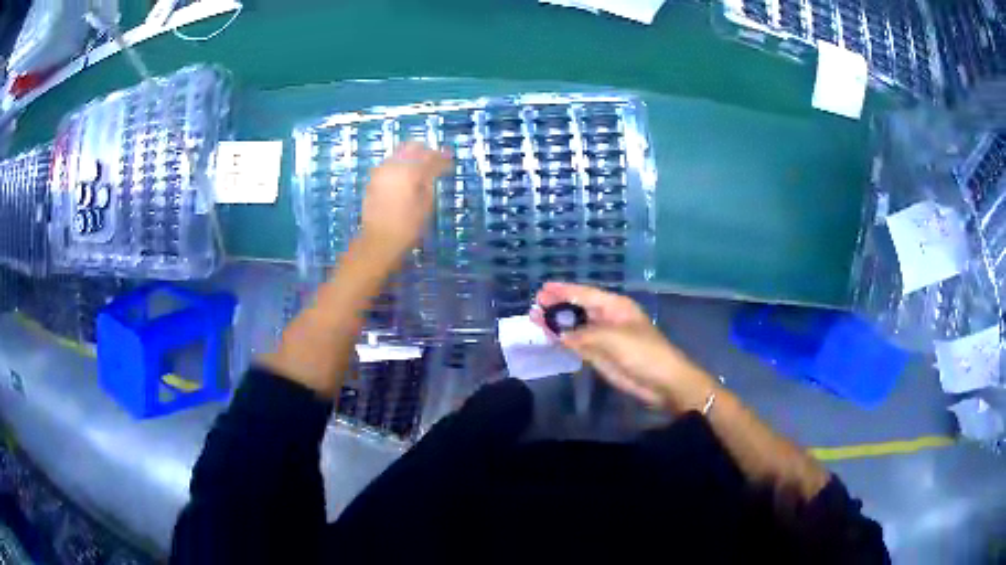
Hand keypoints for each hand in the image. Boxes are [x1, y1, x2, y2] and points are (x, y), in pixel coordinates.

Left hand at [360, 142, 451, 259]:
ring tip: (421, 167)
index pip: (430, 157)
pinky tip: (406, 174)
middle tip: (436, 160)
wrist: (379, 240)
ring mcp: (381, 171)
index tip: (450, 161)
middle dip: (425, 151)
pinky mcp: (373, 179)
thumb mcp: (426, 204)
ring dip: (411, 156)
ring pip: (399, 153)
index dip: (442, 158)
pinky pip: (389, 163)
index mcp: (410, 171)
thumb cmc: (407, 226)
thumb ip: (429, 182)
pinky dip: (400, 164)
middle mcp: (393, 165)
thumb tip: (432, 171)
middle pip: (412, 147)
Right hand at [532, 282, 716, 413]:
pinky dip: (564, 340)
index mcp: (615, 306)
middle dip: (557, 306)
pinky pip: (578, 344)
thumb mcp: (611, 338)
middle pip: (578, 308)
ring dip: (557, 323)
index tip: (542, 290)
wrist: (662, 382)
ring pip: (576, 326)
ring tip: (534, 319)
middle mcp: (608, 318)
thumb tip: (557, 332)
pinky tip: (550, 337)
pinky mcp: (601, 356)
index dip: (563, 291)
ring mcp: (604, 338)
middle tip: (534, 305)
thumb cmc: (642, 353)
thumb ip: (582, 334)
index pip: (584, 293)